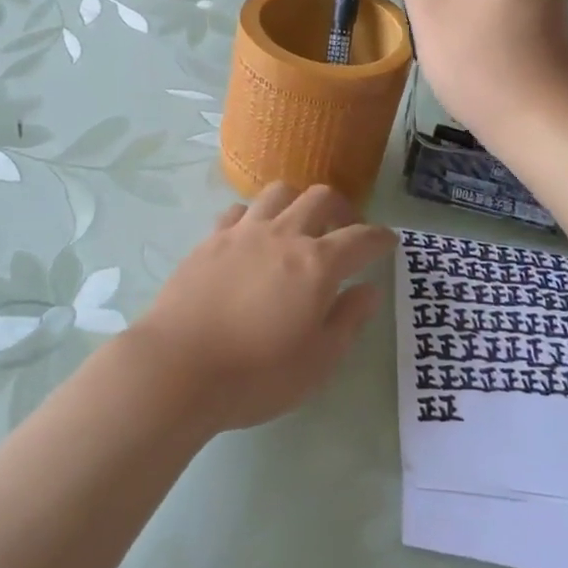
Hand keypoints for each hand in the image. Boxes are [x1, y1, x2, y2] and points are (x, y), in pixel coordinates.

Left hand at [126, 184, 392, 431]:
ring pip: (279, 192)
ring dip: (298, 201)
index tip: (389, 241)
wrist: (178, 368)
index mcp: (317, 264)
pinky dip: (255, 215)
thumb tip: (369, 290)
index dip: (380, 237)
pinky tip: (253, 236)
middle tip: (347, 228)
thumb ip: (348, 320)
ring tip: (300, 223)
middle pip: (322, 198)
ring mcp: (244, 232)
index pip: (361, 237)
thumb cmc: (255, 375)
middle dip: (343, 208)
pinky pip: (240, 210)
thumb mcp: (317, 362)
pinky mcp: (211, 239)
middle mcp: (284, 235)